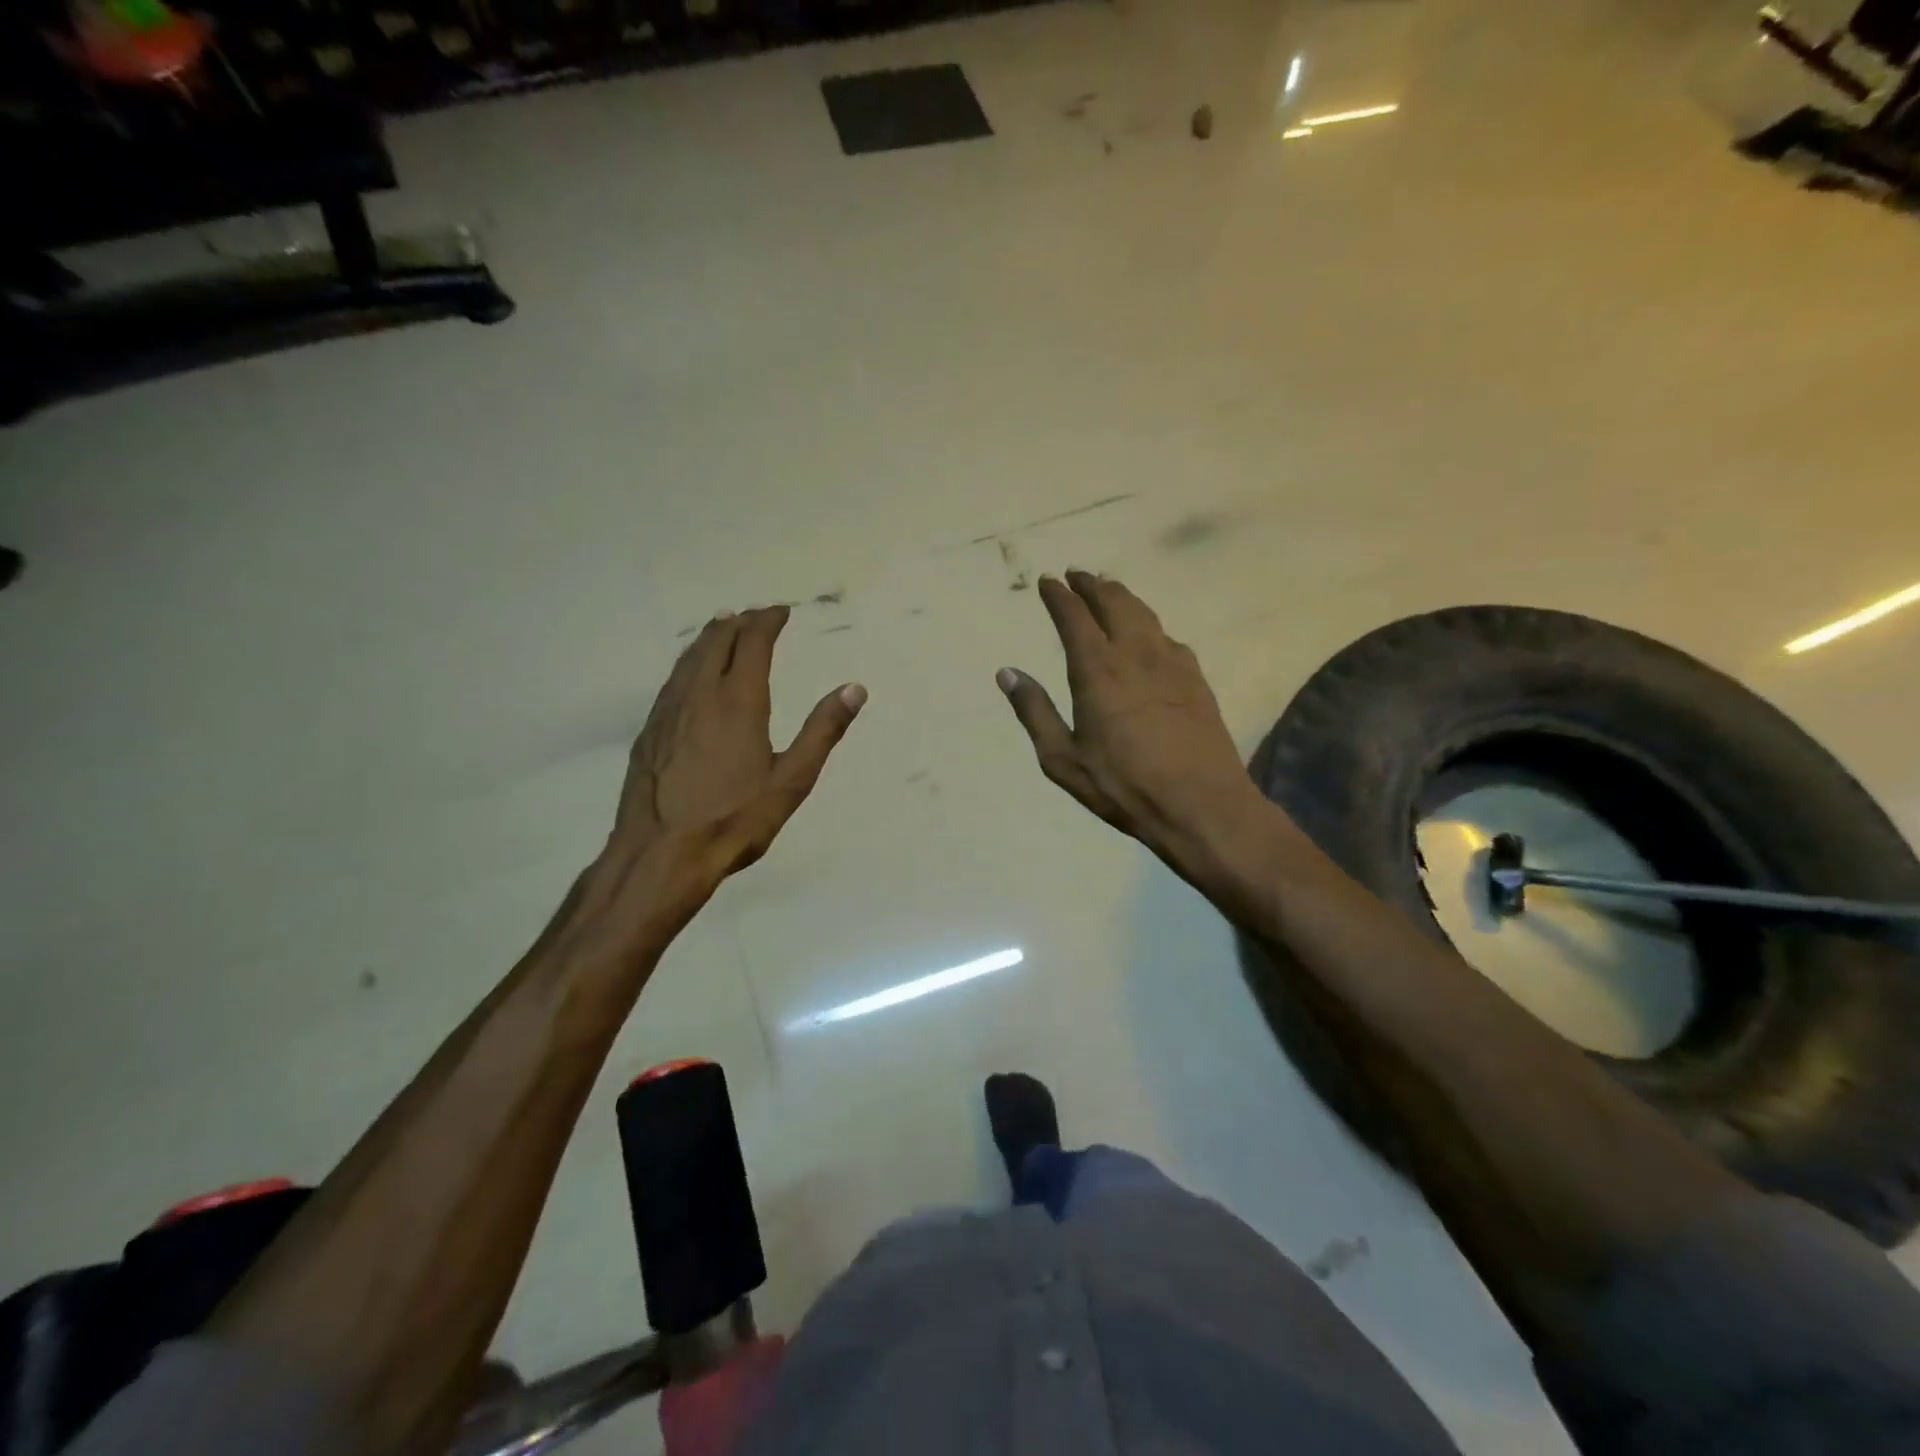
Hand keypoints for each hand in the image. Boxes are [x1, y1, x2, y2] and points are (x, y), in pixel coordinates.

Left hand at [562, 606, 864, 971]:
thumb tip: (855, 688)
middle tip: (755, 616)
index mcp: (738, 701)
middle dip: (738, 622)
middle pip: (716, 641)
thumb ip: (823, 731)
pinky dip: (688, 663)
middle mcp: (699, 694)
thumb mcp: (792, 780)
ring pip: (688, 658)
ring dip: (709, 637)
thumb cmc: (735, 819)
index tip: (781, 611)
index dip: (767, 621)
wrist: (661, 854)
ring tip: (722, 628)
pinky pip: (671, 681)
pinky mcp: (649, 731)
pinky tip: (689, 676)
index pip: (752, 642)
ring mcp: (667, 711)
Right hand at [999, 571, 1257, 863]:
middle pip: (1113, 602)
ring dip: (1122, 596)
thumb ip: (1034, 712)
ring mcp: (1171, 663)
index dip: (1059, 595)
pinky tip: (1148, 634)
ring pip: (1144, 613)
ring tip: (1108, 589)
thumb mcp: (1063, 759)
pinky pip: (1167, 636)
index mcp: (1097, 670)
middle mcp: (1135, 654)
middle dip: (1091, 584)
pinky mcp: (1196, 678)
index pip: (1074, 617)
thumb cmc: (1123, 786)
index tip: (1047, 581)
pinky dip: (1149, 623)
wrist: (1201, 805)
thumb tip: (1007, 673)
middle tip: (1077, 575)